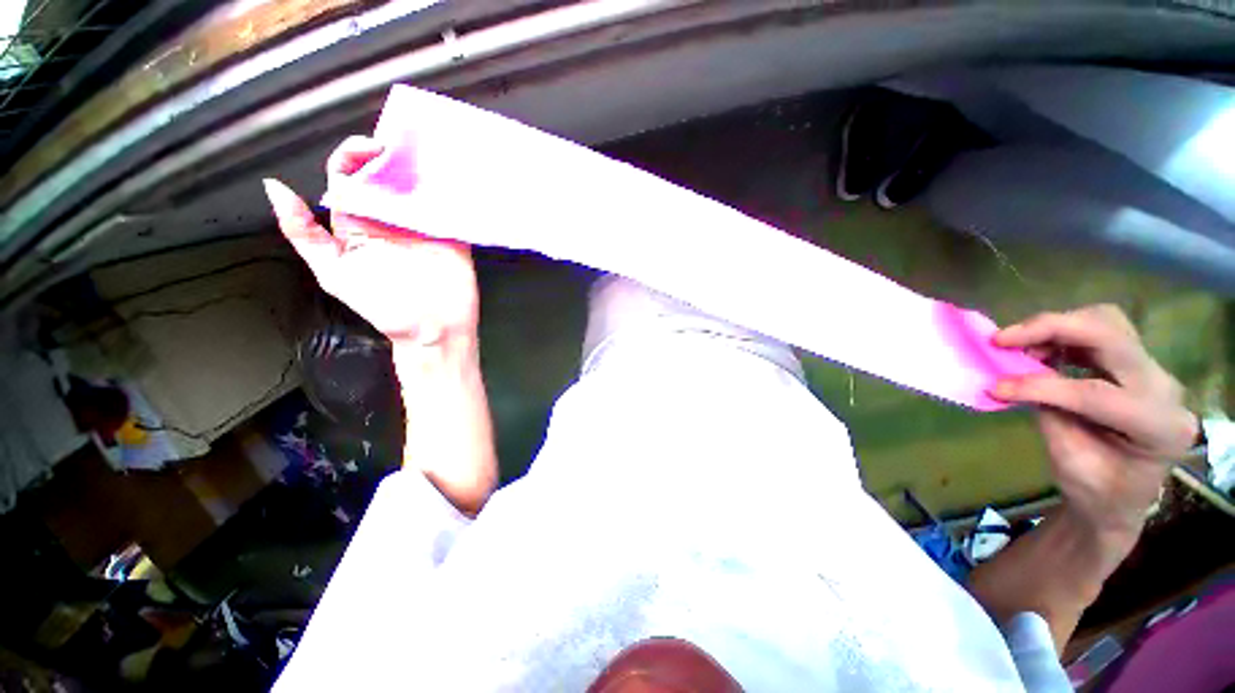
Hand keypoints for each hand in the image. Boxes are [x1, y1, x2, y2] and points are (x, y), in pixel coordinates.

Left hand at [262, 136, 478, 346]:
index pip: (349, 178)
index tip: (371, 147)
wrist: (433, 331)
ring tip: (428, 152)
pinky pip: (449, 208)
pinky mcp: (452, 234)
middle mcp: (390, 218)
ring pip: (419, 186)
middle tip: (405, 147)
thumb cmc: (385, 308)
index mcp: (357, 223)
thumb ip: (304, 235)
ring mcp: (423, 226)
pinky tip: (451, 176)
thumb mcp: (334, 273)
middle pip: (386, 175)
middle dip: (392, 156)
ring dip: (422, 168)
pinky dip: (451, 191)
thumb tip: (274, 187)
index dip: (354, 156)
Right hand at [990, 305, 1197, 539]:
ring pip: (1107, 322)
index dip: (1040, 387)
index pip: (1096, 393)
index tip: (994, 388)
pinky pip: (1100, 330)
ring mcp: (1152, 371)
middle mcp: (1163, 388)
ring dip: (1057, 327)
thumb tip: (1010, 380)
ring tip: (1019, 345)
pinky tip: (1039, 349)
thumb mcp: (1071, 462)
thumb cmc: (1098, 492)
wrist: (1123, 497)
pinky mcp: (1135, 363)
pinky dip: (1062, 333)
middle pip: (1110, 334)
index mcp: (1158, 427)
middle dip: (1052, 329)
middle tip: (1001, 339)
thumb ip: (1050, 415)